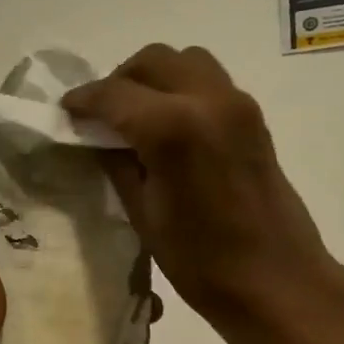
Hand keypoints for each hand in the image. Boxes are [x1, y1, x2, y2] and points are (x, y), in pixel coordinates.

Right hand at [63, 45, 343, 343]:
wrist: (278, 282)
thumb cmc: (201, 261)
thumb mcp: (142, 213)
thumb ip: (115, 161)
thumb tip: (95, 134)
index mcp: (173, 127)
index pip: (113, 93)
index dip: (83, 100)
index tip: (65, 111)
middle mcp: (208, 100)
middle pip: (152, 61)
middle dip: (118, 81)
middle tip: (100, 115)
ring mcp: (237, 104)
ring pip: (184, 61)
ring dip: (152, 78)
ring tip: (134, 116)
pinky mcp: (253, 116)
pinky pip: (207, 81)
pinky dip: (179, 88)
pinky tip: (166, 126)